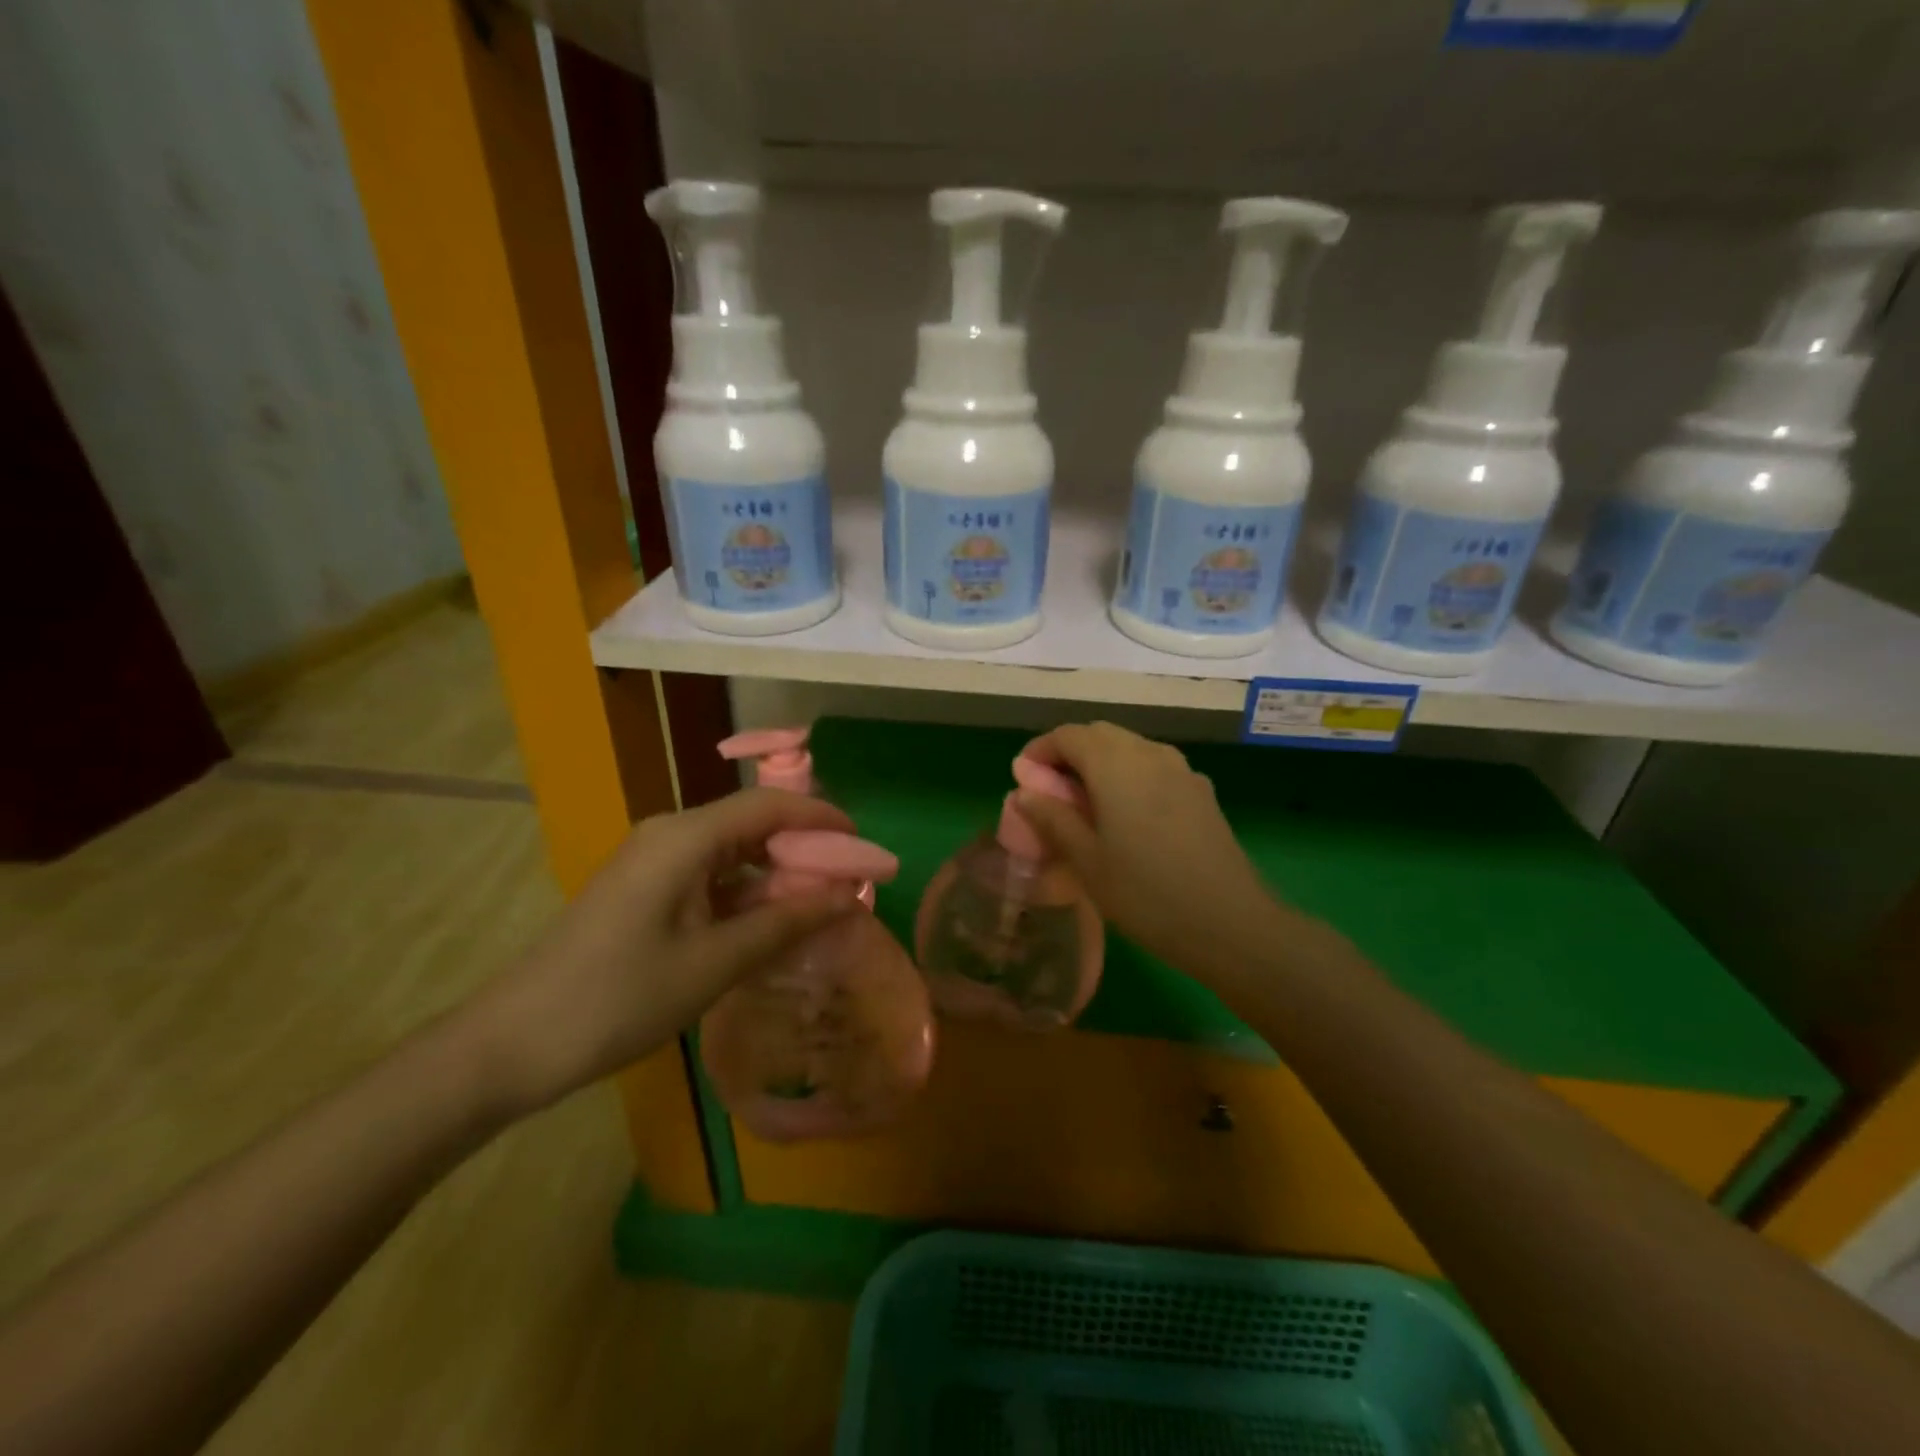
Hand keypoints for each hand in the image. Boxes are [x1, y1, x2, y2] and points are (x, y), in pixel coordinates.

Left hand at [458, 788, 860, 1114]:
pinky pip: (709, 877)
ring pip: (732, 853)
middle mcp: (669, 835)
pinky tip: (770, 924)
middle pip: (752, 825)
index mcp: (685, 837)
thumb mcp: (715, 962)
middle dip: (804, 851)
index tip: (864, 847)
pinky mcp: (644, 891)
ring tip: (821, 906)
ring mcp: (652, 863)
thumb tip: (850, 897)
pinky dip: (745, 895)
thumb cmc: (620, 998)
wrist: (513, 1044)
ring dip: (776, 876)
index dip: (822, 820)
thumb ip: (787, 922)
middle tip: (851, 884)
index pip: (769, 807)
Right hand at [1015, 723, 1290, 981]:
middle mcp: (1149, 753)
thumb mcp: (1087, 861)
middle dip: (1069, 753)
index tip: (1023, 778)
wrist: (1230, 922)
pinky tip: (1127, 816)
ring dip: (1100, 763)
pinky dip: (1129, 776)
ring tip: (1085, 804)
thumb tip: (1024, 793)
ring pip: (1130, 748)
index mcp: (1116, 764)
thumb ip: (1053, 819)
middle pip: (1100, 735)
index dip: (1040, 751)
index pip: (1068, 735)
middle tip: (1051, 791)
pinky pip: (1154, 767)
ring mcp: (1181, 770)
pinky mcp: (1200, 791)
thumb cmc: (1146, 893)